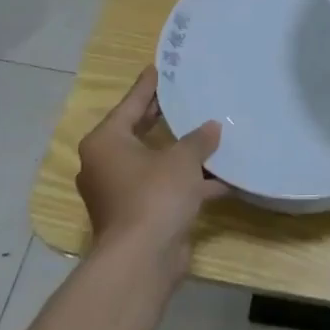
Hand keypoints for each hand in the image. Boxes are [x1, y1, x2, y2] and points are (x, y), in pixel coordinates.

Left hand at [76, 68, 226, 275]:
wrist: (142, 260)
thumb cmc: (154, 195)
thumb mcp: (181, 160)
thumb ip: (198, 140)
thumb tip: (211, 127)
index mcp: (106, 142)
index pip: (130, 105)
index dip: (148, 86)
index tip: (159, 68)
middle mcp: (107, 165)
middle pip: (140, 133)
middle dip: (166, 119)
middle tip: (187, 97)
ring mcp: (121, 193)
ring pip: (155, 163)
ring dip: (182, 155)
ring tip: (212, 135)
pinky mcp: (139, 216)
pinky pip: (165, 189)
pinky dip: (189, 184)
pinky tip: (222, 178)